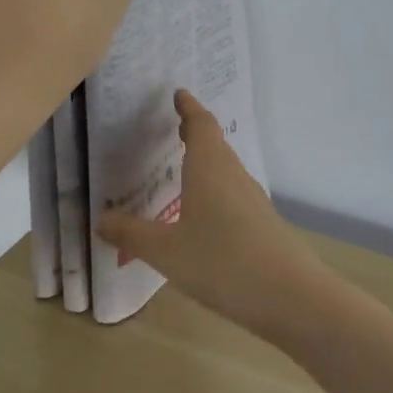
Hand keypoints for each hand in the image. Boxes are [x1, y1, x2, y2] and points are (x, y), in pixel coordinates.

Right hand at [97, 90, 327, 336]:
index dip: (188, 108)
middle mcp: (234, 177)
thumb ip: (131, 234)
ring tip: (185, 169)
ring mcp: (253, 201)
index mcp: (210, 169)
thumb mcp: (165, 251)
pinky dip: (216, 191)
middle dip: (196, 134)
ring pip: (226, 172)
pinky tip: (204, 216)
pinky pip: (234, 196)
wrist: (291, 297)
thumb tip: (101, 219)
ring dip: (207, 163)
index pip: (201, 125)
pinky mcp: (264, 225)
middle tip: (175, 128)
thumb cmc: (222, 263)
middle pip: (216, 145)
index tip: (179, 94)